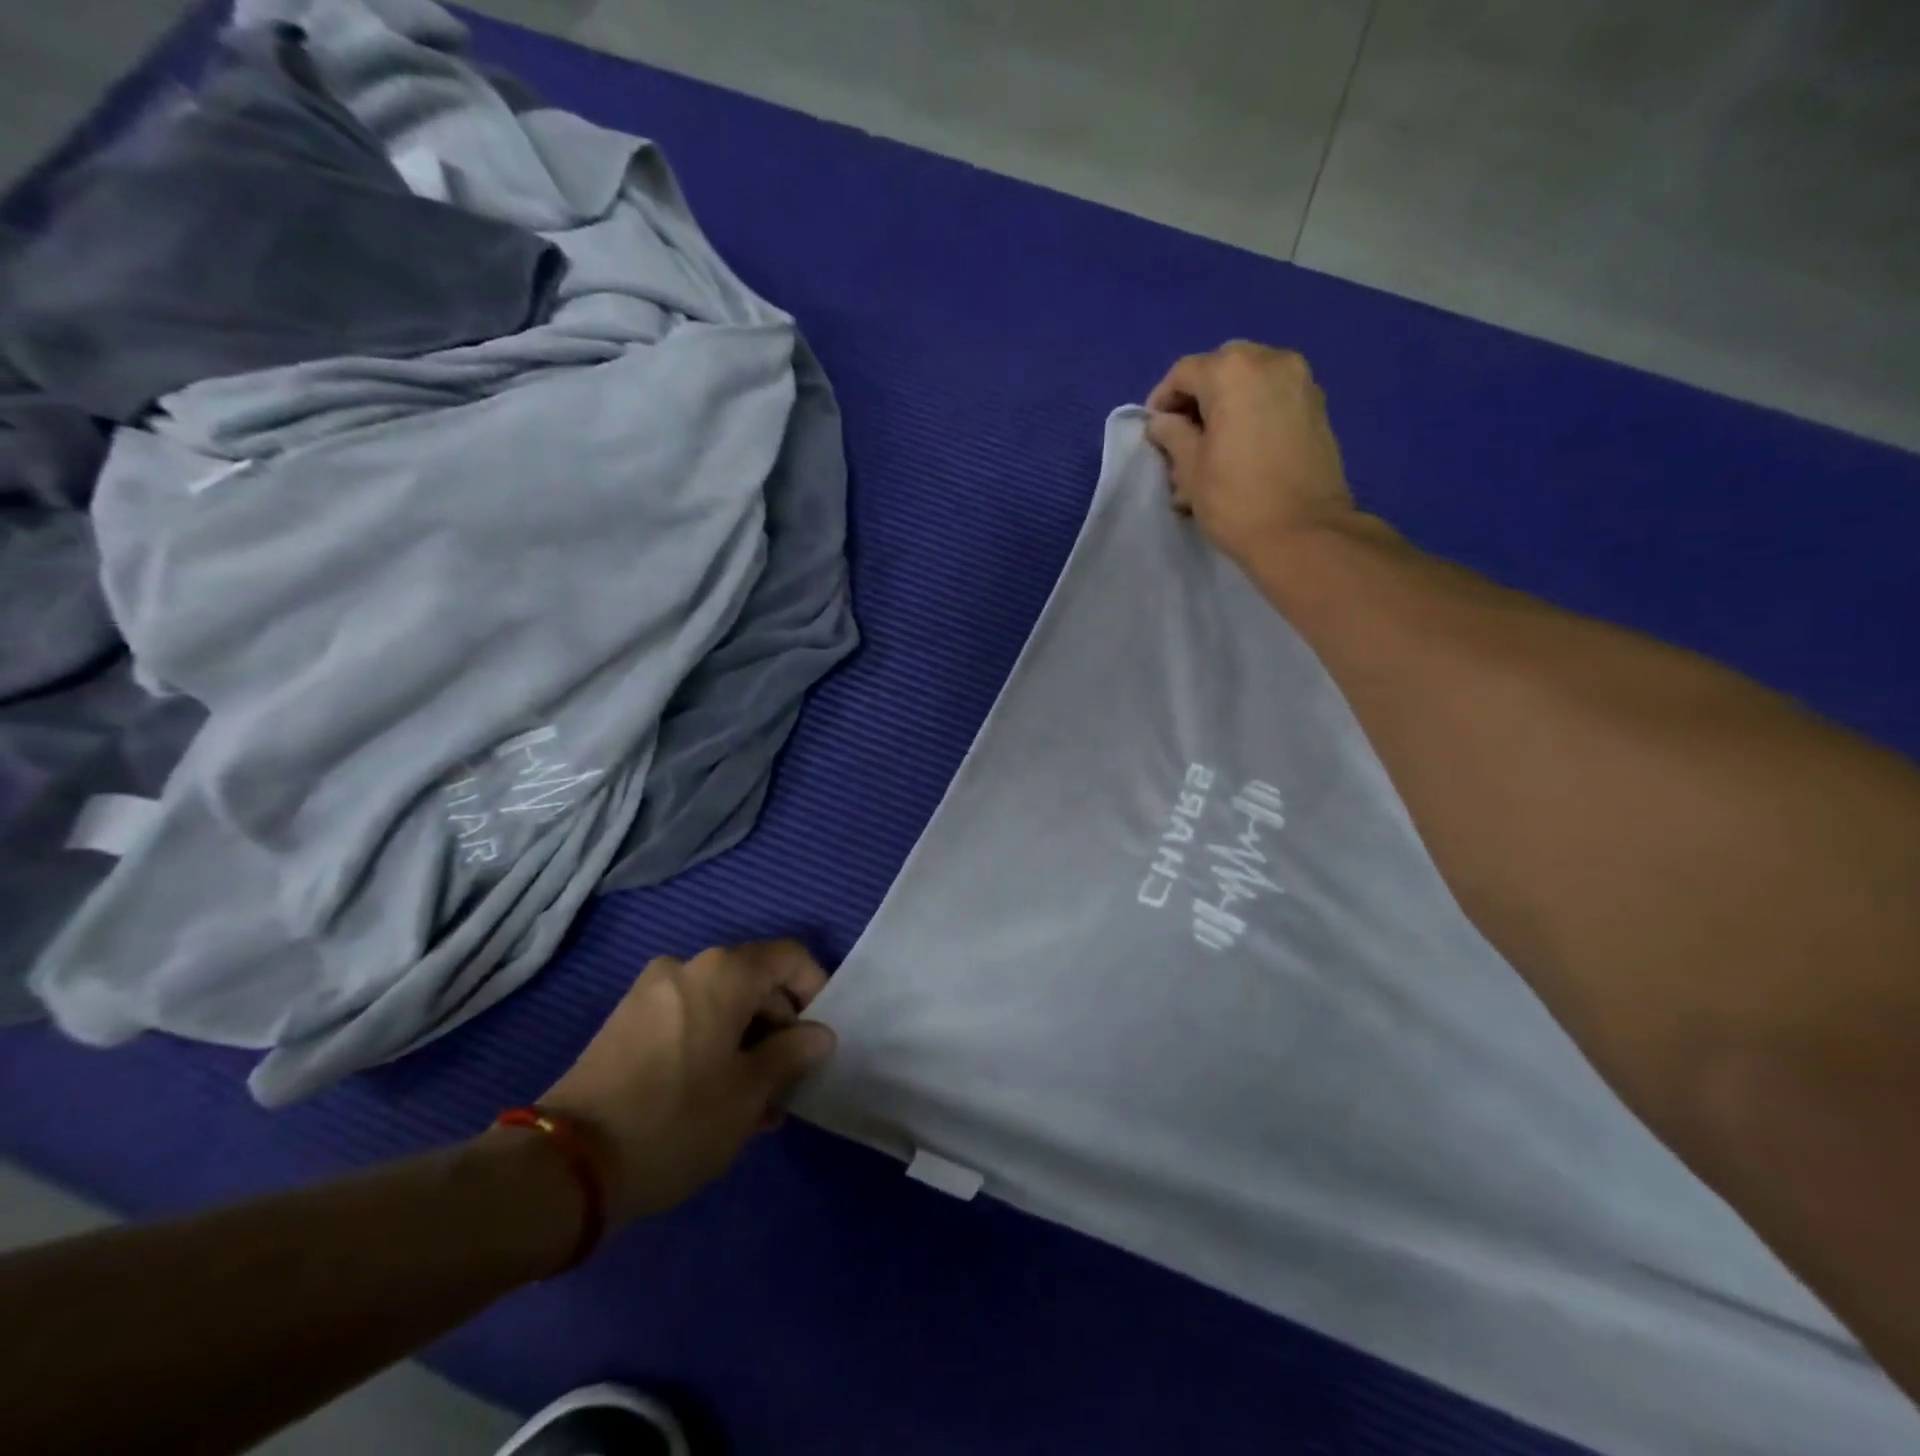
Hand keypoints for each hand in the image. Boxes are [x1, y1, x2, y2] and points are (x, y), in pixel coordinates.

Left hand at [538, 940, 836, 1223]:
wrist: (565, 1166)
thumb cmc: (676, 1120)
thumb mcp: (749, 1093)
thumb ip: (792, 1054)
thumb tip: (818, 1035)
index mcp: (723, 972)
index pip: (789, 958)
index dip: (815, 992)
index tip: (819, 1041)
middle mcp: (687, 967)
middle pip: (755, 983)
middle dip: (780, 1029)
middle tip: (789, 1084)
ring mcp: (651, 993)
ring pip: (722, 1007)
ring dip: (748, 1045)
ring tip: (756, 1105)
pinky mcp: (627, 1023)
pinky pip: (690, 1020)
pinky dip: (714, 1047)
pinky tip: (718, 1100)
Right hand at [1146, 342, 1355, 567]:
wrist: (1303, 533)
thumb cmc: (1235, 499)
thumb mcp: (1190, 469)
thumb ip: (1172, 435)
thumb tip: (1163, 422)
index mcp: (1233, 372)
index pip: (1184, 372)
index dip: (1162, 399)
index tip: (1154, 431)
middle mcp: (1271, 362)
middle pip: (1222, 369)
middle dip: (1198, 398)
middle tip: (1184, 436)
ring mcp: (1301, 382)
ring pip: (1250, 381)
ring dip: (1226, 406)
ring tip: (1212, 449)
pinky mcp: (1317, 408)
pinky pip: (1274, 398)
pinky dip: (1253, 414)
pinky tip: (1241, 450)